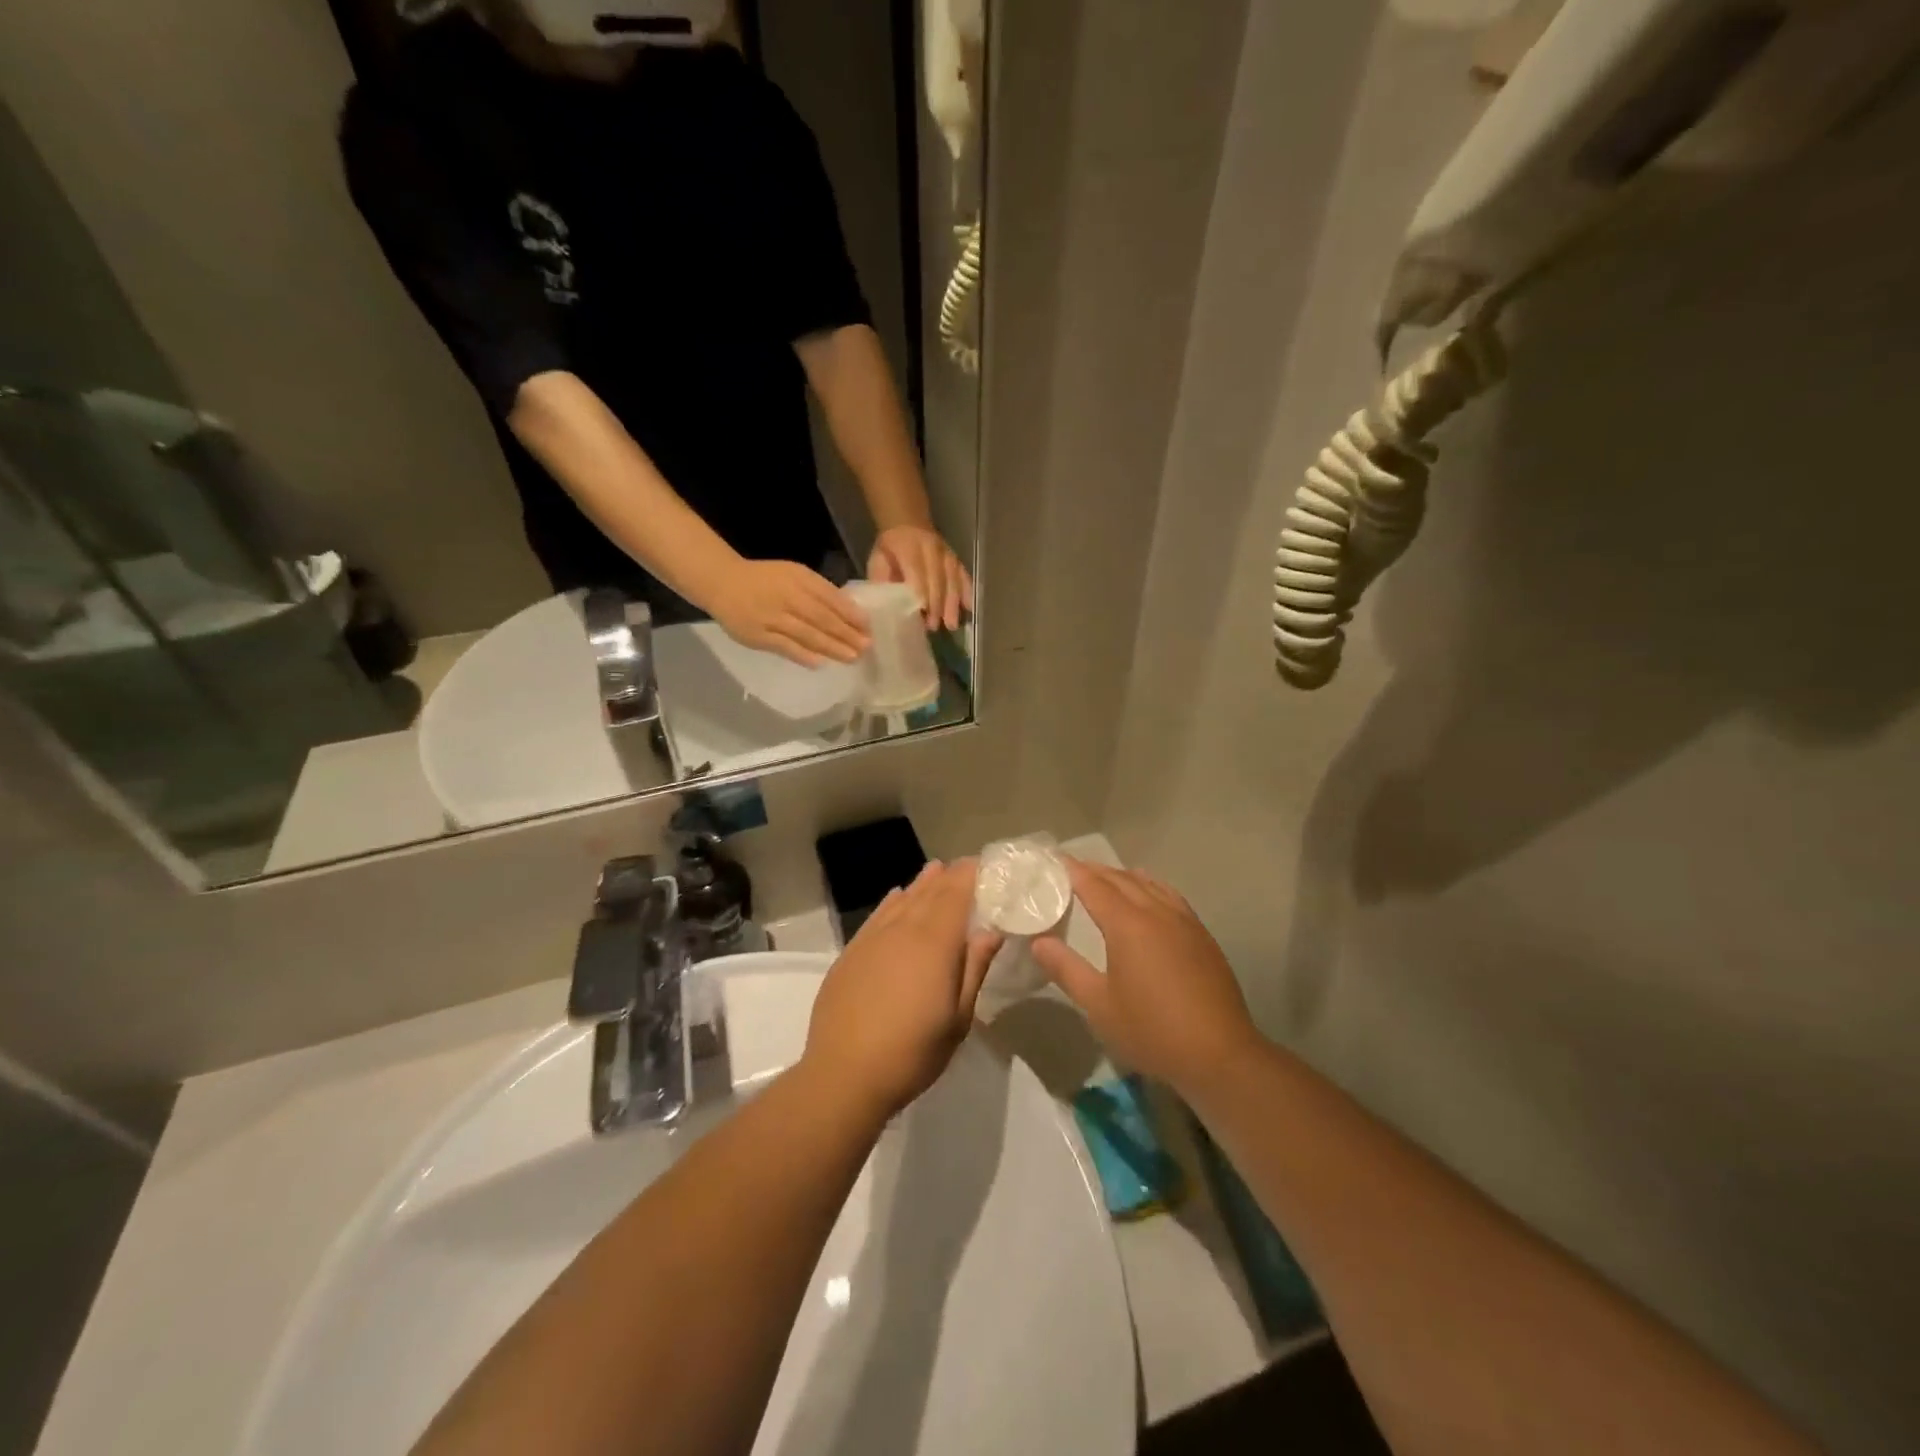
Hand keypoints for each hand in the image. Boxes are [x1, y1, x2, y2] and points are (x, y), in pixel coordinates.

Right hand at [710, 558, 869, 665]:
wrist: (722, 583)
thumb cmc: (766, 579)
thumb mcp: (794, 574)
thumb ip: (819, 591)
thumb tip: (850, 612)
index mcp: (799, 579)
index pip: (830, 598)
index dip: (851, 614)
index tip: (869, 627)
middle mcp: (787, 596)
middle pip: (822, 618)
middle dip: (847, 634)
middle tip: (866, 647)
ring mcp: (771, 617)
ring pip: (807, 634)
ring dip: (832, 647)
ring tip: (851, 657)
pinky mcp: (758, 636)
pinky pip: (785, 647)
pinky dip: (803, 655)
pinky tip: (821, 662)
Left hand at [803, 860, 1001, 1120]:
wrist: (844, 1074)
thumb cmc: (912, 1052)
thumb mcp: (958, 1018)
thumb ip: (974, 969)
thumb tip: (990, 931)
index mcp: (934, 943)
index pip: (956, 894)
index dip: (971, 875)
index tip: (986, 865)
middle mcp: (903, 930)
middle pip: (930, 892)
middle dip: (950, 876)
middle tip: (966, 865)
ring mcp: (873, 939)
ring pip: (902, 899)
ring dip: (922, 883)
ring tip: (936, 869)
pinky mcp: (851, 952)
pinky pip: (877, 915)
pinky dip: (892, 901)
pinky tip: (897, 895)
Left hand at [869, 525, 971, 631]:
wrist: (906, 523)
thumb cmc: (889, 548)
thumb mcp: (877, 561)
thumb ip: (882, 581)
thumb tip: (884, 607)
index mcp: (908, 547)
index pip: (917, 573)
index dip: (921, 594)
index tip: (921, 615)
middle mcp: (931, 548)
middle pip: (937, 579)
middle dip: (937, 604)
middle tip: (933, 627)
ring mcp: (946, 553)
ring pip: (953, 578)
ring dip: (952, 603)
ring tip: (951, 624)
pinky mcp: (955, 558)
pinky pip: (963, 575)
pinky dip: (967, 591)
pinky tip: (969, 608)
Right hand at [1032, 859, 1260, 1091]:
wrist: (1219, 1055)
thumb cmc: (1151, 1031)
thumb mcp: (1099, 1005)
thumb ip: (1066, 969)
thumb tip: (1039, 941)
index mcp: (1128, 924)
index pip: (1094, 885)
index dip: (1072, 870)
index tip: (1054, 860)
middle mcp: (1157, 912)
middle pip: (1122, 879)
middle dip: (1096, 870)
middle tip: (1072, 868)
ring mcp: (1184, 922)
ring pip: (1149, 884)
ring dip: (1124, 876)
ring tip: (1106, 878)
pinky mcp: (1202, 936)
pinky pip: (1170, 896)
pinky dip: (1151, 887)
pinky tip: (1150, 897)